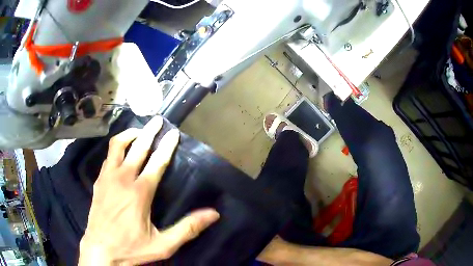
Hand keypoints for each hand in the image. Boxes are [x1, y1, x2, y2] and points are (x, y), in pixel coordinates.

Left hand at [79, 116, 219, 264]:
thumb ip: (187, 228)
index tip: (174, 132)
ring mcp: (107, 178)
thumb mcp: (163, 244)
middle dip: (149, 131)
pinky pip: (108, 157)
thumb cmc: (131, 248)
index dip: (167, 146)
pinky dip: (117, 148)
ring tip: (139, 131)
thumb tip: (213, 214)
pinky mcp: (99, 182)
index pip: (157, 162)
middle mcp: (122, 179)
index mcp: (140, 192)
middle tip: (157, 120)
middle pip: (137, 147)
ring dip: (129, 134)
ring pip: (117, 146)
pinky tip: (121, 152)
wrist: (101, 250)